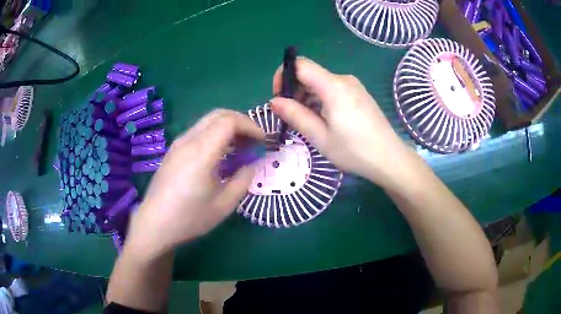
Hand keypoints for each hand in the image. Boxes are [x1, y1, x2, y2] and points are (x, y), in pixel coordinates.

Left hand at [127, 109, 263, 256]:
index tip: (262, 141)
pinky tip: (220, 154)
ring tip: (240, 147)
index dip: (250, 126)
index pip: (229, 121)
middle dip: (241, 121)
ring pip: (207, 121)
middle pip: (218, 114)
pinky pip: (198, 131)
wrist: (155, 224)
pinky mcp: (173, 150)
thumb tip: (254, 164)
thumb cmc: (189, 217)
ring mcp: (178, 143)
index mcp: (202, 152)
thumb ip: (243, 180)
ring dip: (227, 127)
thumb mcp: (223, 204)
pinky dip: (215, 134)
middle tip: (253, 140)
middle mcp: (188, 140)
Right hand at [271, 57, 418, 187]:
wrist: (390, 159)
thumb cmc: (355, 151)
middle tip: (292, 117)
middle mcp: (344, 79)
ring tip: (309, 123)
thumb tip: (274, 101)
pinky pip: (333, 89)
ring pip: (320, 83)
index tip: (280, 98)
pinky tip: (325, 121)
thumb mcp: (320, 137)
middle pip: (310, 74)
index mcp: (333, 86)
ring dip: (307, 98)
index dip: (283, 75)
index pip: (300, 64)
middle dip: (294, 91)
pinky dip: (321, 100)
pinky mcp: (359, 94)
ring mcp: (354, 86)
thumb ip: (295, 116)